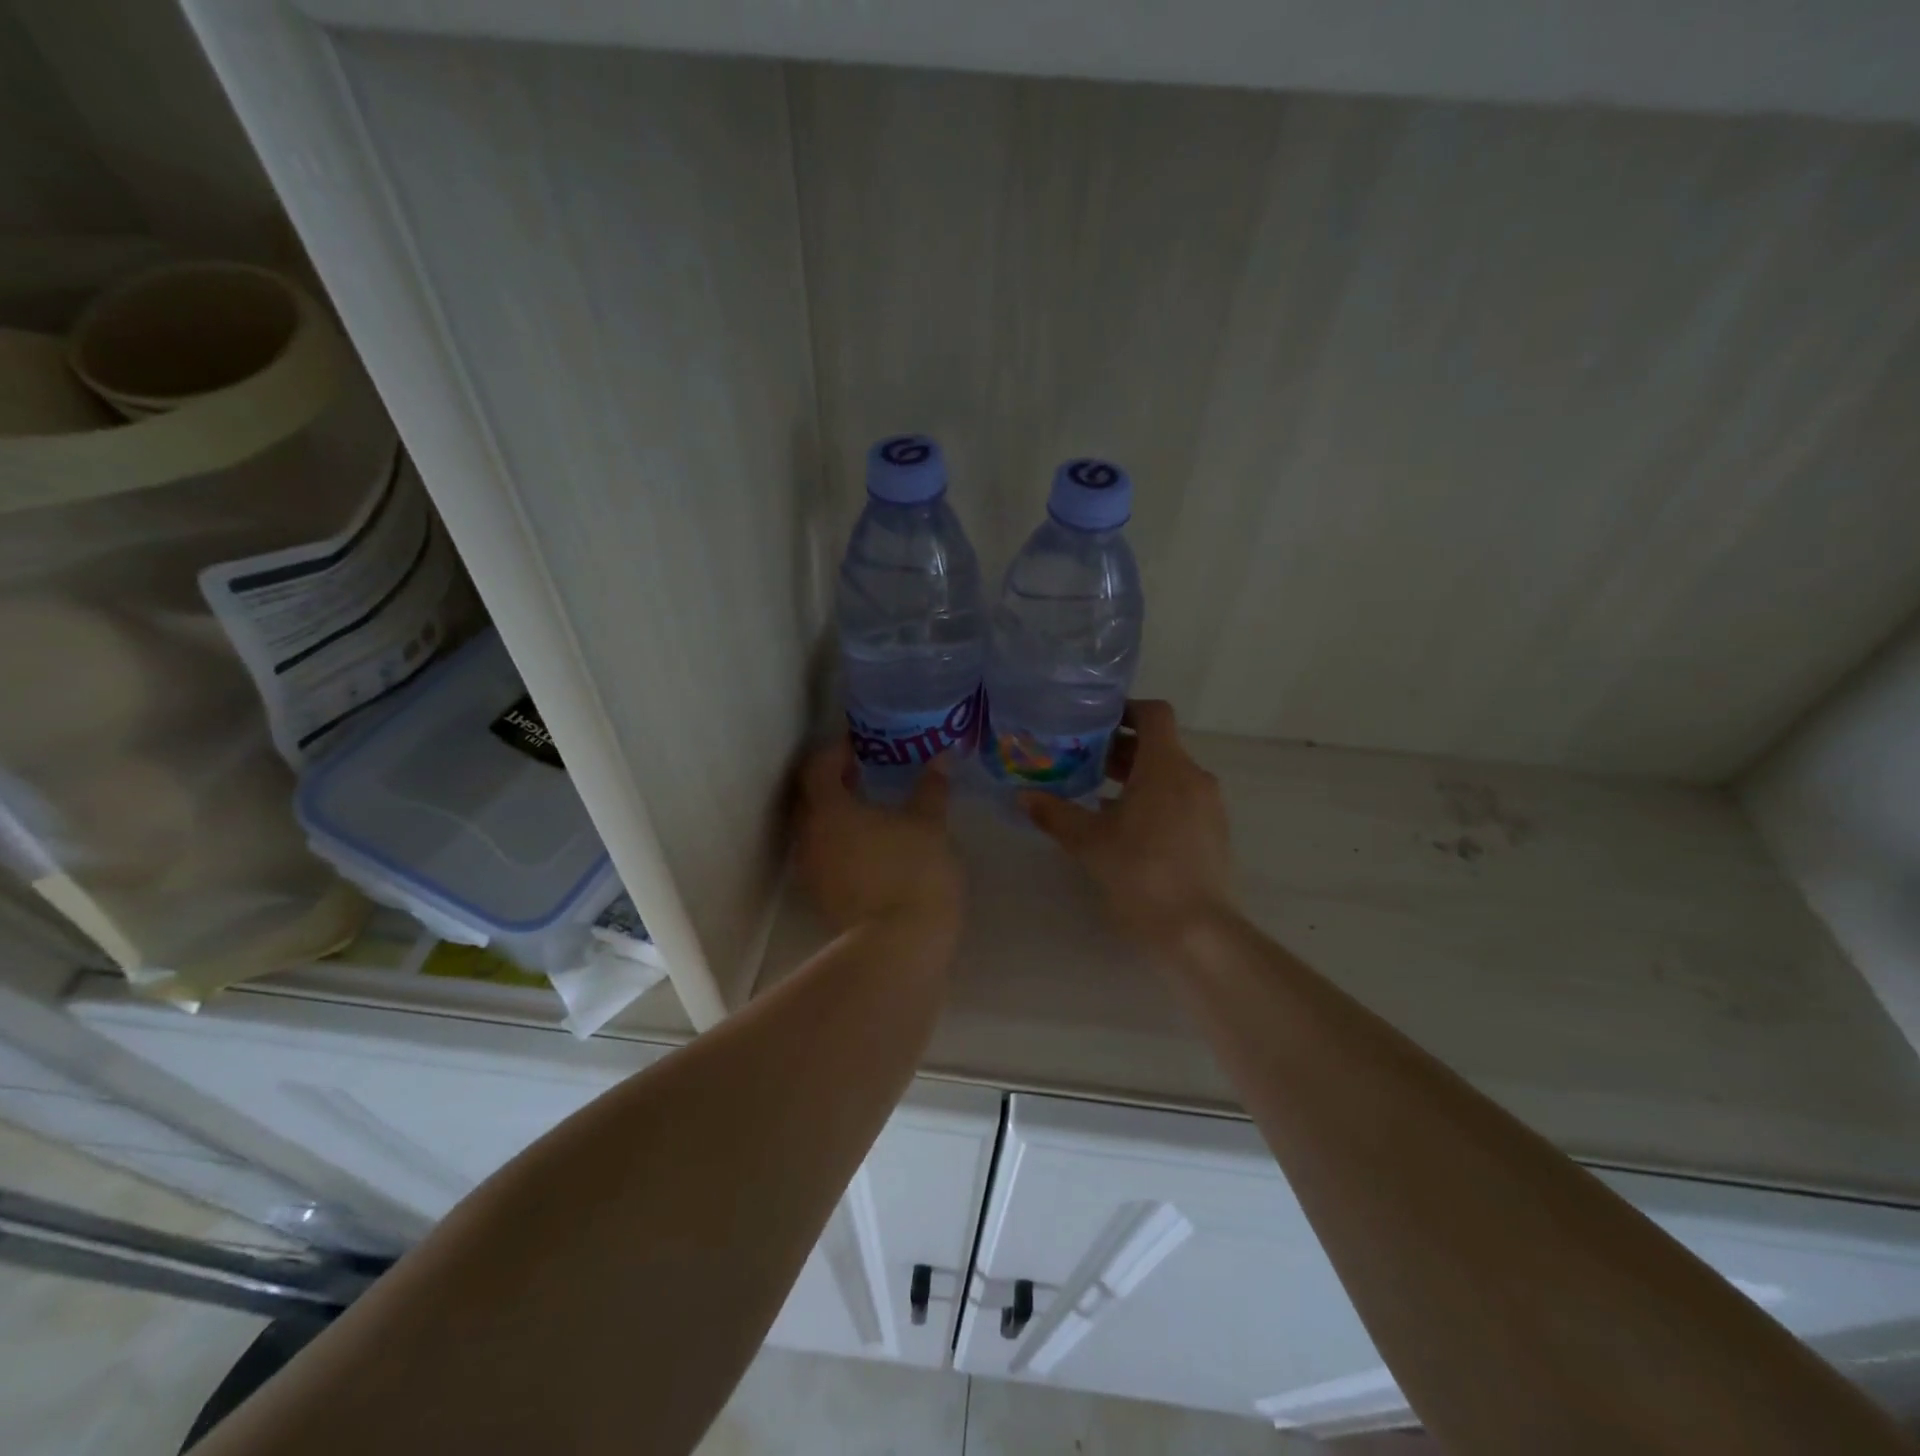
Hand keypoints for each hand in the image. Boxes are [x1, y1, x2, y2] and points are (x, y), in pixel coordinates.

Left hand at [792, 740, 962, 936]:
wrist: (900, 945)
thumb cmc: (913, 871)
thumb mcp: (929, 824)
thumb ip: (931, 789)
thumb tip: (940, 758)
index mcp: (828, 810)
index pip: (817, 768)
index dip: (835, 752)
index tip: (858, 747)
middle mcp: (809, 836)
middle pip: (810, 798)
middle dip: (832, 782)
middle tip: (863, 773)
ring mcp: (811, 870)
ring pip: (815, 830)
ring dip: (836, 814)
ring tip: (869, 810)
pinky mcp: (821, 897)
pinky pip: (823, 855)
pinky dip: (840, 842)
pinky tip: (870, 846)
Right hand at [1020, 699, 1234, 946]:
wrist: (1197, 930)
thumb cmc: (1141, 873)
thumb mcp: (1089, 842)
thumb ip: (1055, 814)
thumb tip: (1022, 796)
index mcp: (1166, 767)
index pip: (1154, 714)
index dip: (1126, 709)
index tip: (1096, 720)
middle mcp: (1193, 777)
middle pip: (1159, 745)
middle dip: (1121, 748)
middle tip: (1083, 758)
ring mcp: (1208, 805)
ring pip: (1170, 774)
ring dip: (1136, 776)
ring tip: (1098, 794)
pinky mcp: (1213, 832)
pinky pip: (1181, 799)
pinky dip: (1154, 799)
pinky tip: (1126, 827)